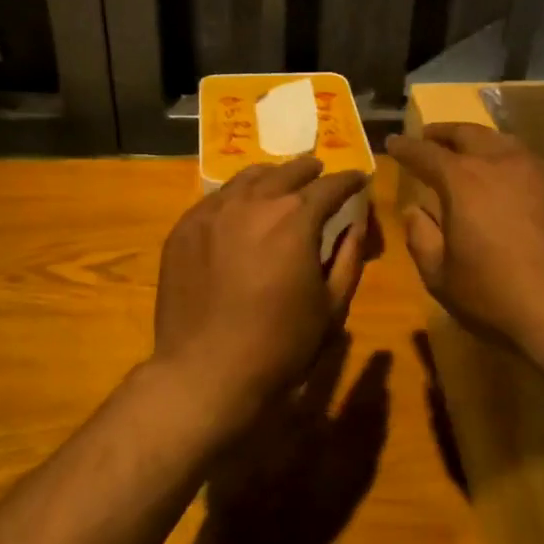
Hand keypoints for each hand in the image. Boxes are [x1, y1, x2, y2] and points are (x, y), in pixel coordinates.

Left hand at [153, 157, 369, 429]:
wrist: (207, 372)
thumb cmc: (281, 345)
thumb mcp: (331, 307)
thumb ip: (348, 259)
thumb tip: (355, 227)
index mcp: (295, 219)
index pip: (329, 187)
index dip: (349, 180)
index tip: (360, 178)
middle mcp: (253, 203)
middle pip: (286, 173)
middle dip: (308, 170)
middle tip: (319, 170)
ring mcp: (212, 213)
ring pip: (246, 179)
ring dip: (270, 176)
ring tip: (279, 179)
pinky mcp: (183, 230)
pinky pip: (214, 199)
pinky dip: (235, 195)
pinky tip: (238, 205)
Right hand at [387, 122, 543, 362]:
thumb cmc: (497, 297)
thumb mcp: (441, 277)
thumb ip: (421, 238)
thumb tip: (416, 212)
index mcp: (464, 180)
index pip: (425, 153)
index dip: (405, 147)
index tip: (393, 142)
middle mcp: (503, 164)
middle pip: (468, 134)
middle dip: (444, 133)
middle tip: (430, 136)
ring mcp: (543, 174)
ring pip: (506, 143)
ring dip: (482, 143)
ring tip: (472, 152)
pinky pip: (533, 166)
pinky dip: (513, 165)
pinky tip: (514, 184)